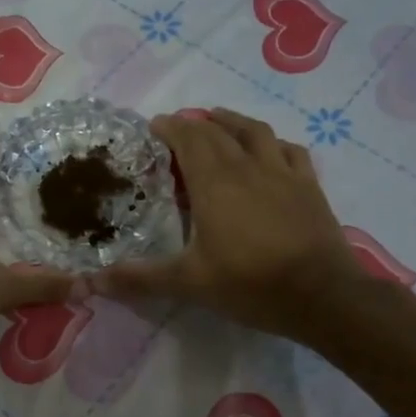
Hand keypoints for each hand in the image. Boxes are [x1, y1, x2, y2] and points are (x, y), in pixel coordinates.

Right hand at [89, 109, 378, 345]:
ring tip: (218, 120)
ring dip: (232, 122)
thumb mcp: (189, 284)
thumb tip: (93, 281)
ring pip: (254, 132)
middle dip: (193, 124)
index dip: (169, 127)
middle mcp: (247, 166)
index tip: (153, 127)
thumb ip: (141, 278)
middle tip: (177, 130)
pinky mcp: (309, 186)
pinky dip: (272, 143)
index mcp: (214, 183)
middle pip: (217, 131)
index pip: (188, 138)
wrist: (322, 295)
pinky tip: (269, 149)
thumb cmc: (251, 284)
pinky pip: (289, 150)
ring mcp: (282, 172)